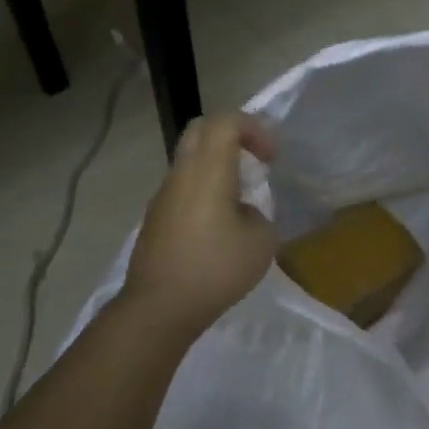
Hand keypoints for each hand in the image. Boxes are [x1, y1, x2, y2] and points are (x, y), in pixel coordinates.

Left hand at [120, 113, 278, 341]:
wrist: (160, 306)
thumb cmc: (216, 269)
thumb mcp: (261, 242)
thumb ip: (259, 215)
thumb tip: (244, 212)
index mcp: (208, 171)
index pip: (226, 122)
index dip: (255, 128)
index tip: (272, 158)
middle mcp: (181, 174)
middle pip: (201, 130)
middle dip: (232, 135)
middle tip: (255, 160)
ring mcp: (164, 195)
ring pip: (189, 158)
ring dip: (217, 163)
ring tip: (241, 195)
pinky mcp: (156, 217)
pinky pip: (183, 186)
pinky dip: (204, 187)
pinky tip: (219, 223)